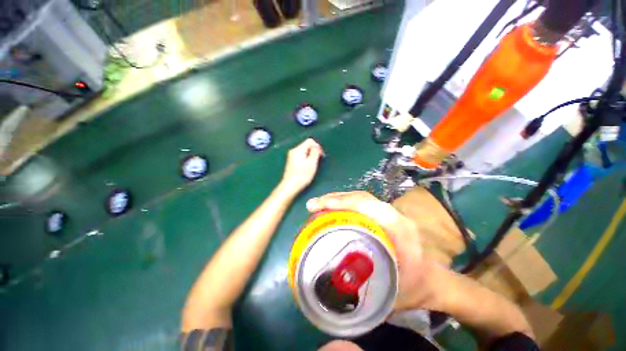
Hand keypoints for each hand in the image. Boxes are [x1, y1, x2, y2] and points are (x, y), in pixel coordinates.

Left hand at [280, 138, 324, 195]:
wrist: (290, 186)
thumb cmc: (302, 175)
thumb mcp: (312, 163)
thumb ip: (315, 152)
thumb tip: (317, 147)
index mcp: (298, 149)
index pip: (310, 141)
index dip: (318, 146)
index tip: (321, 155)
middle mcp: (294, 151)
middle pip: (307, 145)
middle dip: (314, 151)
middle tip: (318, 161)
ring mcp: (291, 156)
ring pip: (304, 151)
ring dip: (311, 156)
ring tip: (313, 165)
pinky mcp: (291, 162)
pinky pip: (301, 156)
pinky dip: (306, 159)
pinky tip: (307, 167)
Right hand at [306, 191, 436, 310]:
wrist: (432, 280)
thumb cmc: (414, 287)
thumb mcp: (392, 292)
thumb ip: (364, 284)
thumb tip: (329, 275)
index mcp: (399, 228)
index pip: (368, 205)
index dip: (342, 203)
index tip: (319, 206)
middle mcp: (394, 215)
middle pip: (361, 197)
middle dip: (335, 198)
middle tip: (312, 206)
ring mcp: (389, 213)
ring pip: (360, 198)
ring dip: (337, 199)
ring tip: (318, 205)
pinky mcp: (383, 215)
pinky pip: (361, 204)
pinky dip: (344, 204)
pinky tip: (331, 211)